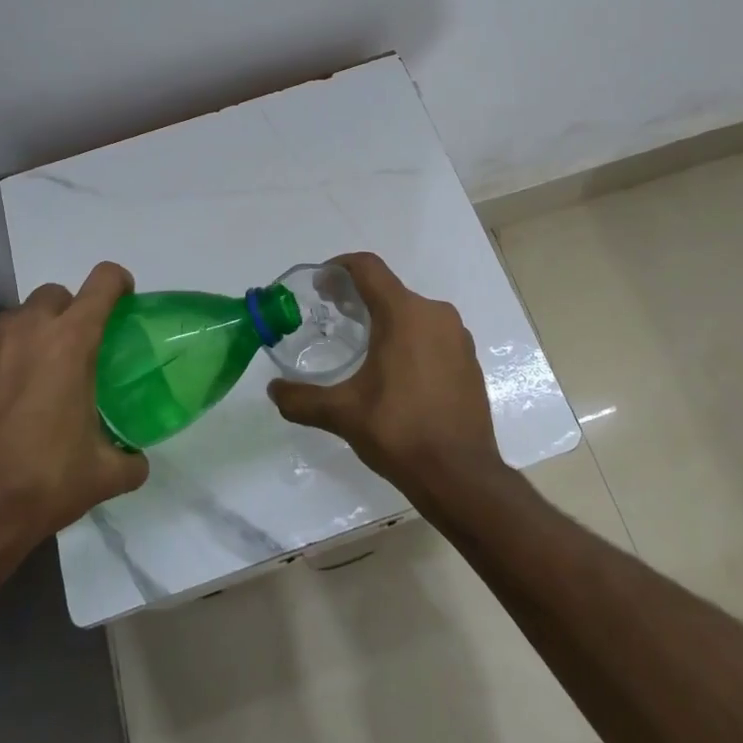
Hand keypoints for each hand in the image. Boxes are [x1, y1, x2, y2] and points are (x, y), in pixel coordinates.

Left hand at [0, 262, 147, 571]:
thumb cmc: (43, 484)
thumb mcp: (104, 475)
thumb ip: (130, 459)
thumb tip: (137, 460)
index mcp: (72, 342)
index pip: (103, 282)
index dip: (118, 283)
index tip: (123, 302)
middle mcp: (27, 330)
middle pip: (55, 295)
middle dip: (70, 312)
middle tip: (75, 352)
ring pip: (16, 318)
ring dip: (31, 334)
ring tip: (32, 377)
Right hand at [266, 252, 504, 502]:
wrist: (461, 475)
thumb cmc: (399, 432)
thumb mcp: (342, 414)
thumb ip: (302, 398)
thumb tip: (273, 390)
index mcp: (405, 314)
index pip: (368, 268)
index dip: (340, 267)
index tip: (320, 286)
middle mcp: (436, 314)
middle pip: (390, 289)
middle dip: (359, 297)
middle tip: (333, 318)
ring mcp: (458, 336)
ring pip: (413, 312)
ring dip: (386, 319)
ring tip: (362, 346)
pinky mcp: (469, 359)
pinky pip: (433, 334)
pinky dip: (410, 339)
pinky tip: (396, 372)